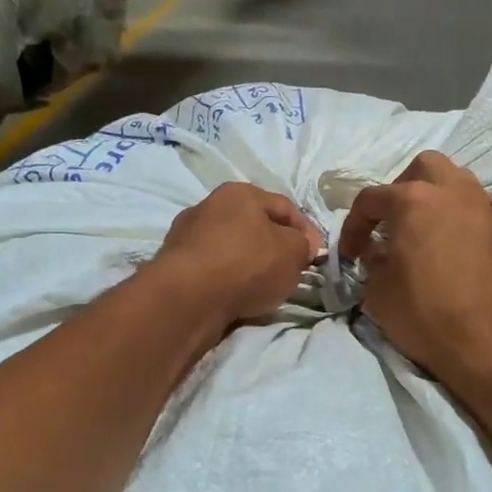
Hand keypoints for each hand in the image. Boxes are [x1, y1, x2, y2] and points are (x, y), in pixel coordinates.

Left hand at [152, 183, 322, 327]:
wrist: (187, 298)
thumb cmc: (247, 264)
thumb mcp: (293, 253)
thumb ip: (303, 245)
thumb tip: (300, 246)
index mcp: (240, 193)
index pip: (285, 207)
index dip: (306, 231)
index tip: (316, 256)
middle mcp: (210, 206)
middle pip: (255, 226)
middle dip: (276, 248)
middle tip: (291, 272)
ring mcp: (187, 235)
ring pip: (232, 248)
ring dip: (250, 265)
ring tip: (264, 289)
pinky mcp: (174, 265)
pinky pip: (213, 270)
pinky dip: (228, 280)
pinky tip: (237, 298)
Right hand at [337, 151, 491, 383]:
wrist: (487, 342)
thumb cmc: (424, 314)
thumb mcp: (378, 291)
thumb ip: (372, 261)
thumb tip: (377, 251)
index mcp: (413, 200)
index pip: (371, 199)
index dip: (354, 226)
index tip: (351, 254)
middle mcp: (451, 191)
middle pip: (422, 167)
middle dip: (401, 188)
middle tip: (391, 221)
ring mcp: (481, 206)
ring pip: (454, 179)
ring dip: (433, 195)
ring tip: (420, 228)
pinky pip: (473, 206)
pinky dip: (456, 215)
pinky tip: (447, 244)